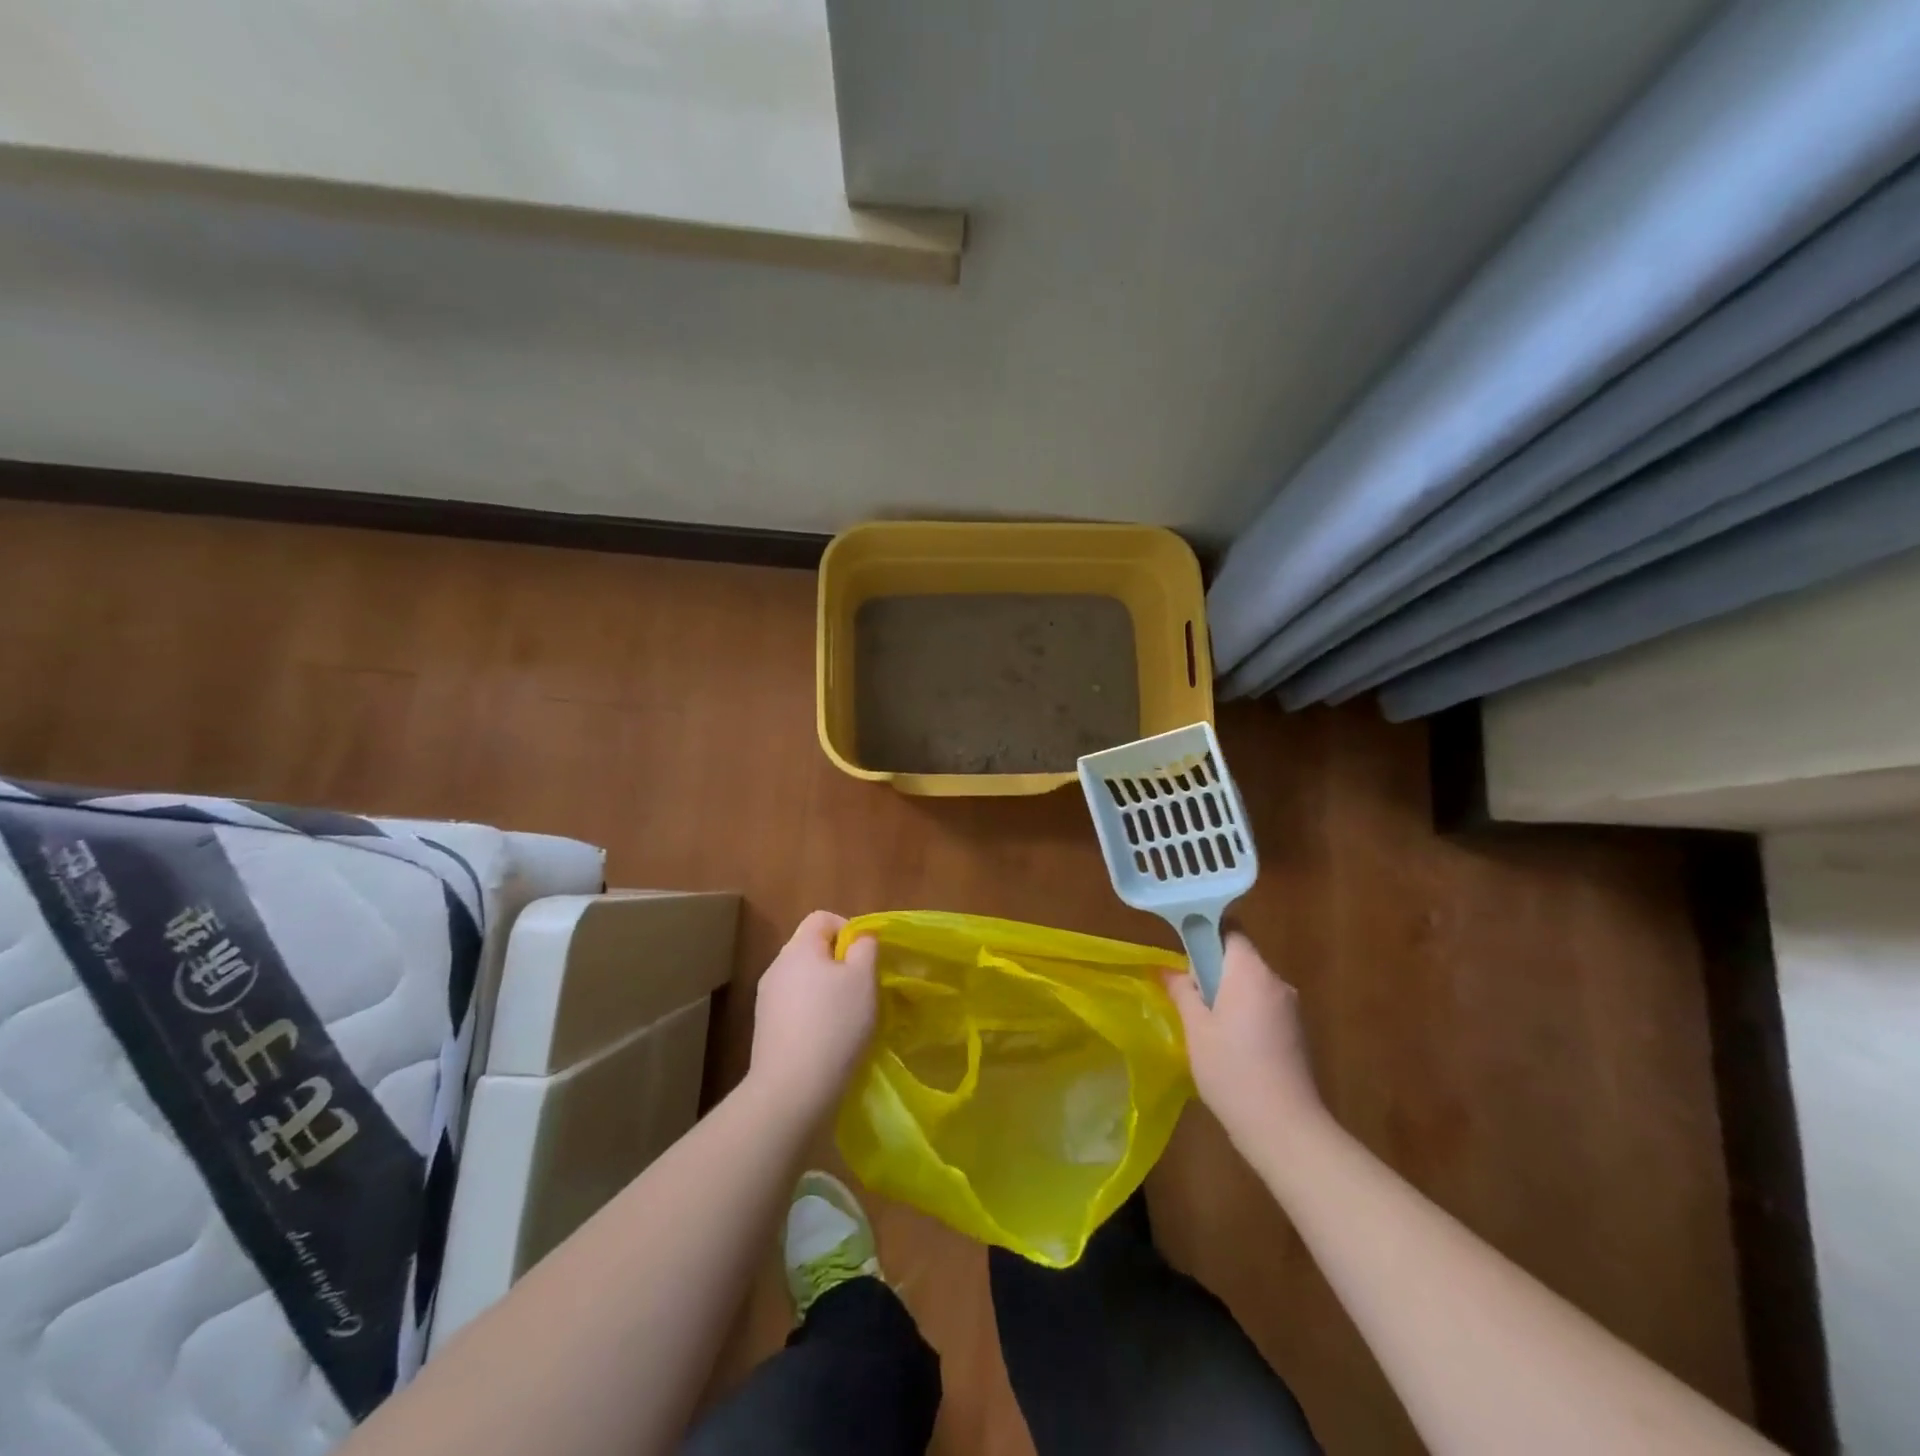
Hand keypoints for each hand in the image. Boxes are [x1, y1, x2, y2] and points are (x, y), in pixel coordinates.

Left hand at [747, 911, 877, 1114]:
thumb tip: (860, 937)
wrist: (792, 1090)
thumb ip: (865, 947)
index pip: (822, 918)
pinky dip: (813, 1015)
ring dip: (827, 991)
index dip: (849, 929)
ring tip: (848, 1018)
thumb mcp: (863, 979)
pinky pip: (795, 1007)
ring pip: (805, 980)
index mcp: (798, 948)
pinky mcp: (765, 1029)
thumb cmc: (834, 1024)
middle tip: (862, 989)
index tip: (865, 959)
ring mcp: (766, 999)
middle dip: (840, 964)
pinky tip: (828, 1040)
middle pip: (813, 949)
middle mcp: (776, 966)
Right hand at [1165, 933, 1324, 1149]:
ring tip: (1205, 1025)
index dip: (1206, 934)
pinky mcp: (1297, 1033)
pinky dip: (1245, 1014)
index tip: (1184, 954)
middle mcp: (1276, 982)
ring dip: (1229, 994)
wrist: (1285, 1128)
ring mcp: (1291, 1008)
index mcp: (1251, 972)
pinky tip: (1230, 1045)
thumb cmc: (1231, 1070)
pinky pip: (1264, 1007)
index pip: (1230, 931)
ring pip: (1251, 985)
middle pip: (1241, 959)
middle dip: (1213, 970)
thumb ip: (1182, 991)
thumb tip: (1167, 969)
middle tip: (1188, 995)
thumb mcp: (1195, 1028)